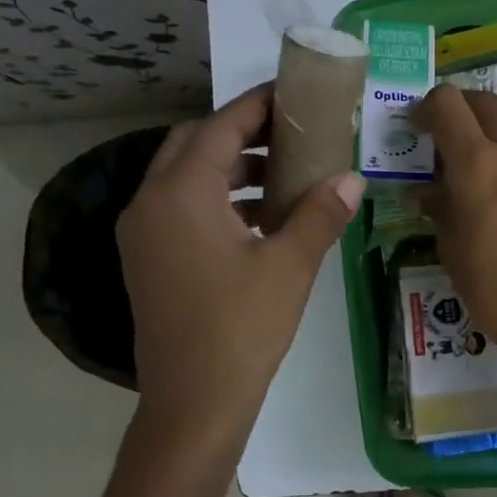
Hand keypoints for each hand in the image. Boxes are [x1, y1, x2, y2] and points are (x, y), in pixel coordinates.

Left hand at [118, 83, 364, 422]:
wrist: (193, 402)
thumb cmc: (242, 327)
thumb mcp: (290, 265)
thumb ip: (320, 214)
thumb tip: (353, 178)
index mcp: (180, 193)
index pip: (220, 127)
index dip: (257, 105)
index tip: (293, 93)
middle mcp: (150, 203)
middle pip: (193, 145)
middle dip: (240, 133)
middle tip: (290, 135)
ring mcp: (143, 235)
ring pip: (184, 178)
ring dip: (229, 169)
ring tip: (283, 176)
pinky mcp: (148, 261)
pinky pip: (180, 210)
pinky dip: (216, 201)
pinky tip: (258, 220)